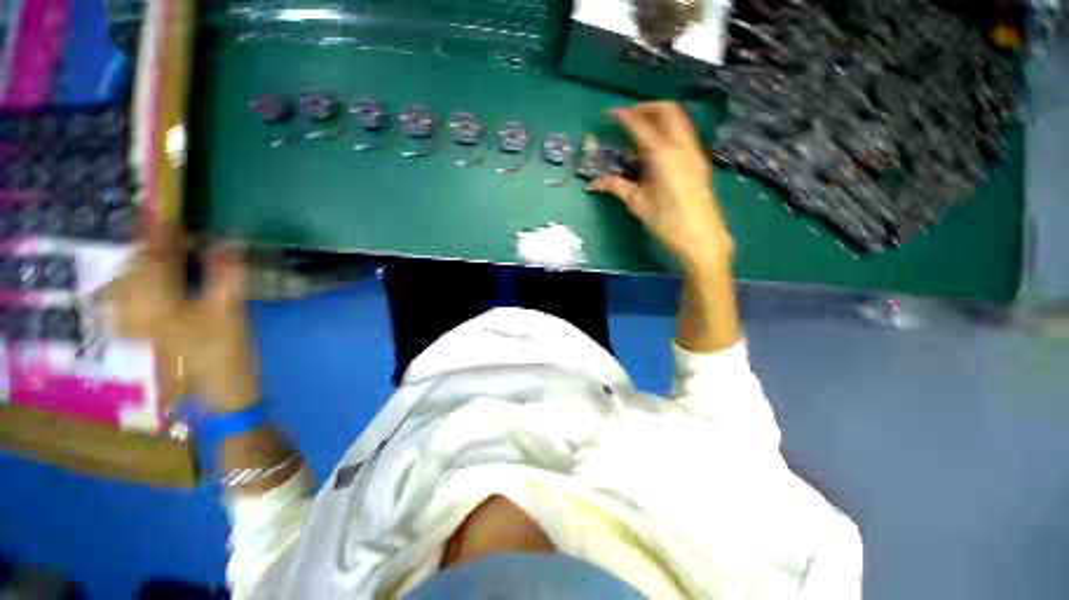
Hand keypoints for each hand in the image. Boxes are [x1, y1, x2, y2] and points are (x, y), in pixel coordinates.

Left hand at [103, 223, 258, 413]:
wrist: (212, 400)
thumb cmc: (223, 355)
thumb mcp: (230, 313)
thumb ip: (224, 275)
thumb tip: (225, 242)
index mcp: (153, 303)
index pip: (152, 256)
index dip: (162, 233)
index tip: (172, 214)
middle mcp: (129, 310)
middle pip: (131, 267)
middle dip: (146, 245)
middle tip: (165, 231)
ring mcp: (127, 326)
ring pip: (124, 283)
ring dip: (139, 263)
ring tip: (156, 252)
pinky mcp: (132, 337)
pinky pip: (125, 300)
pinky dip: (135, 283)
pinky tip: (146, 282)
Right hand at [588, 102, 733, 274]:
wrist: (701, 237)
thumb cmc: (667, 222)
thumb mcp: (638, 204)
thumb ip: (616, 187)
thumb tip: (594, 183)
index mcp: (663, 155)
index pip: (641, 126)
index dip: (623, 116)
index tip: (609, 113)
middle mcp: (681, 146)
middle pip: (667, 110)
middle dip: (646, 108)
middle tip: (628, 116)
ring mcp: (694, 152)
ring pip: (679, 119)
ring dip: (660, 116)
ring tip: (642, 128)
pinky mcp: (699, 161)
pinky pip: (685, 133)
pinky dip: (670, 129)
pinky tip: (658, 146)